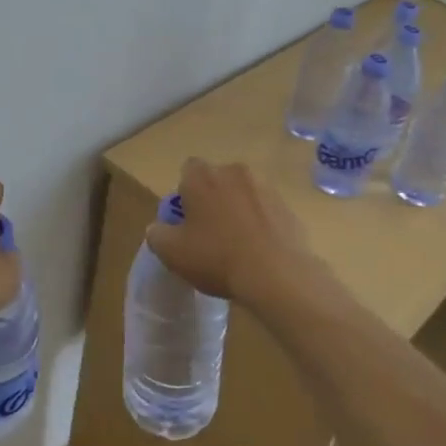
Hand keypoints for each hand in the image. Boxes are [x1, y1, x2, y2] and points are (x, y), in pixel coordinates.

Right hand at [144, 158, 316, 307]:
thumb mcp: (172, 252)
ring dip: (238, 210)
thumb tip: (158, 228)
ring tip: (237, 245)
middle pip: (217, 180)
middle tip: (209, 233)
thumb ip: (157, 234)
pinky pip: (266, 211)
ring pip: (243, 194)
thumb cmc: (216, 257)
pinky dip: (261, 224)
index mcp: (202, 176)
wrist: (277, 275)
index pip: (187, 170)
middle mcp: (234, 172)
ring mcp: (265, 187)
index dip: (184, 193)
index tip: (186, 220)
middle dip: (212, 199)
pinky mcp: (288, 207)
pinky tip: (259, 252)